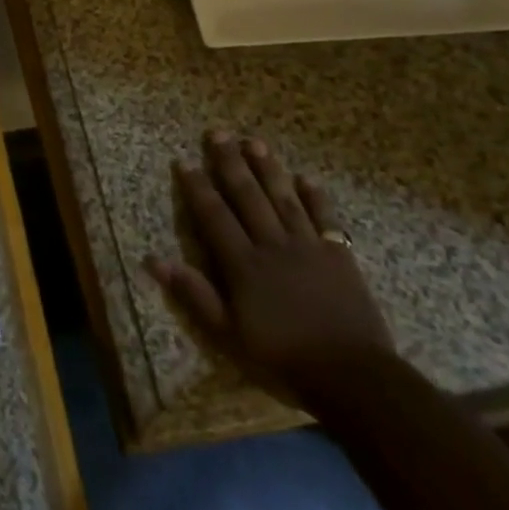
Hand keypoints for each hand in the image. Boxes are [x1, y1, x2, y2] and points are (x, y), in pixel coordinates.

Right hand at [148, 131, 394, 404]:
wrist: (353, 376)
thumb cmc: (284, 357)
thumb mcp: (229, 334)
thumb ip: (194, 294)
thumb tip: (154, 260)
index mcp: (243, 264)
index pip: (214, 216)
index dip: (198, 187)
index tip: (184, 161)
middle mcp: (273, 245)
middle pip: (248, 196)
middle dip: (230, 163)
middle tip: (218, 133)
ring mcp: (308, 247)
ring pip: (283, 198)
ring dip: (268, 168)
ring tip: (254, 142)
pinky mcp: (339, 256)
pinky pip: (325, 218)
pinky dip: (316, 197)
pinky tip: (306, 179)